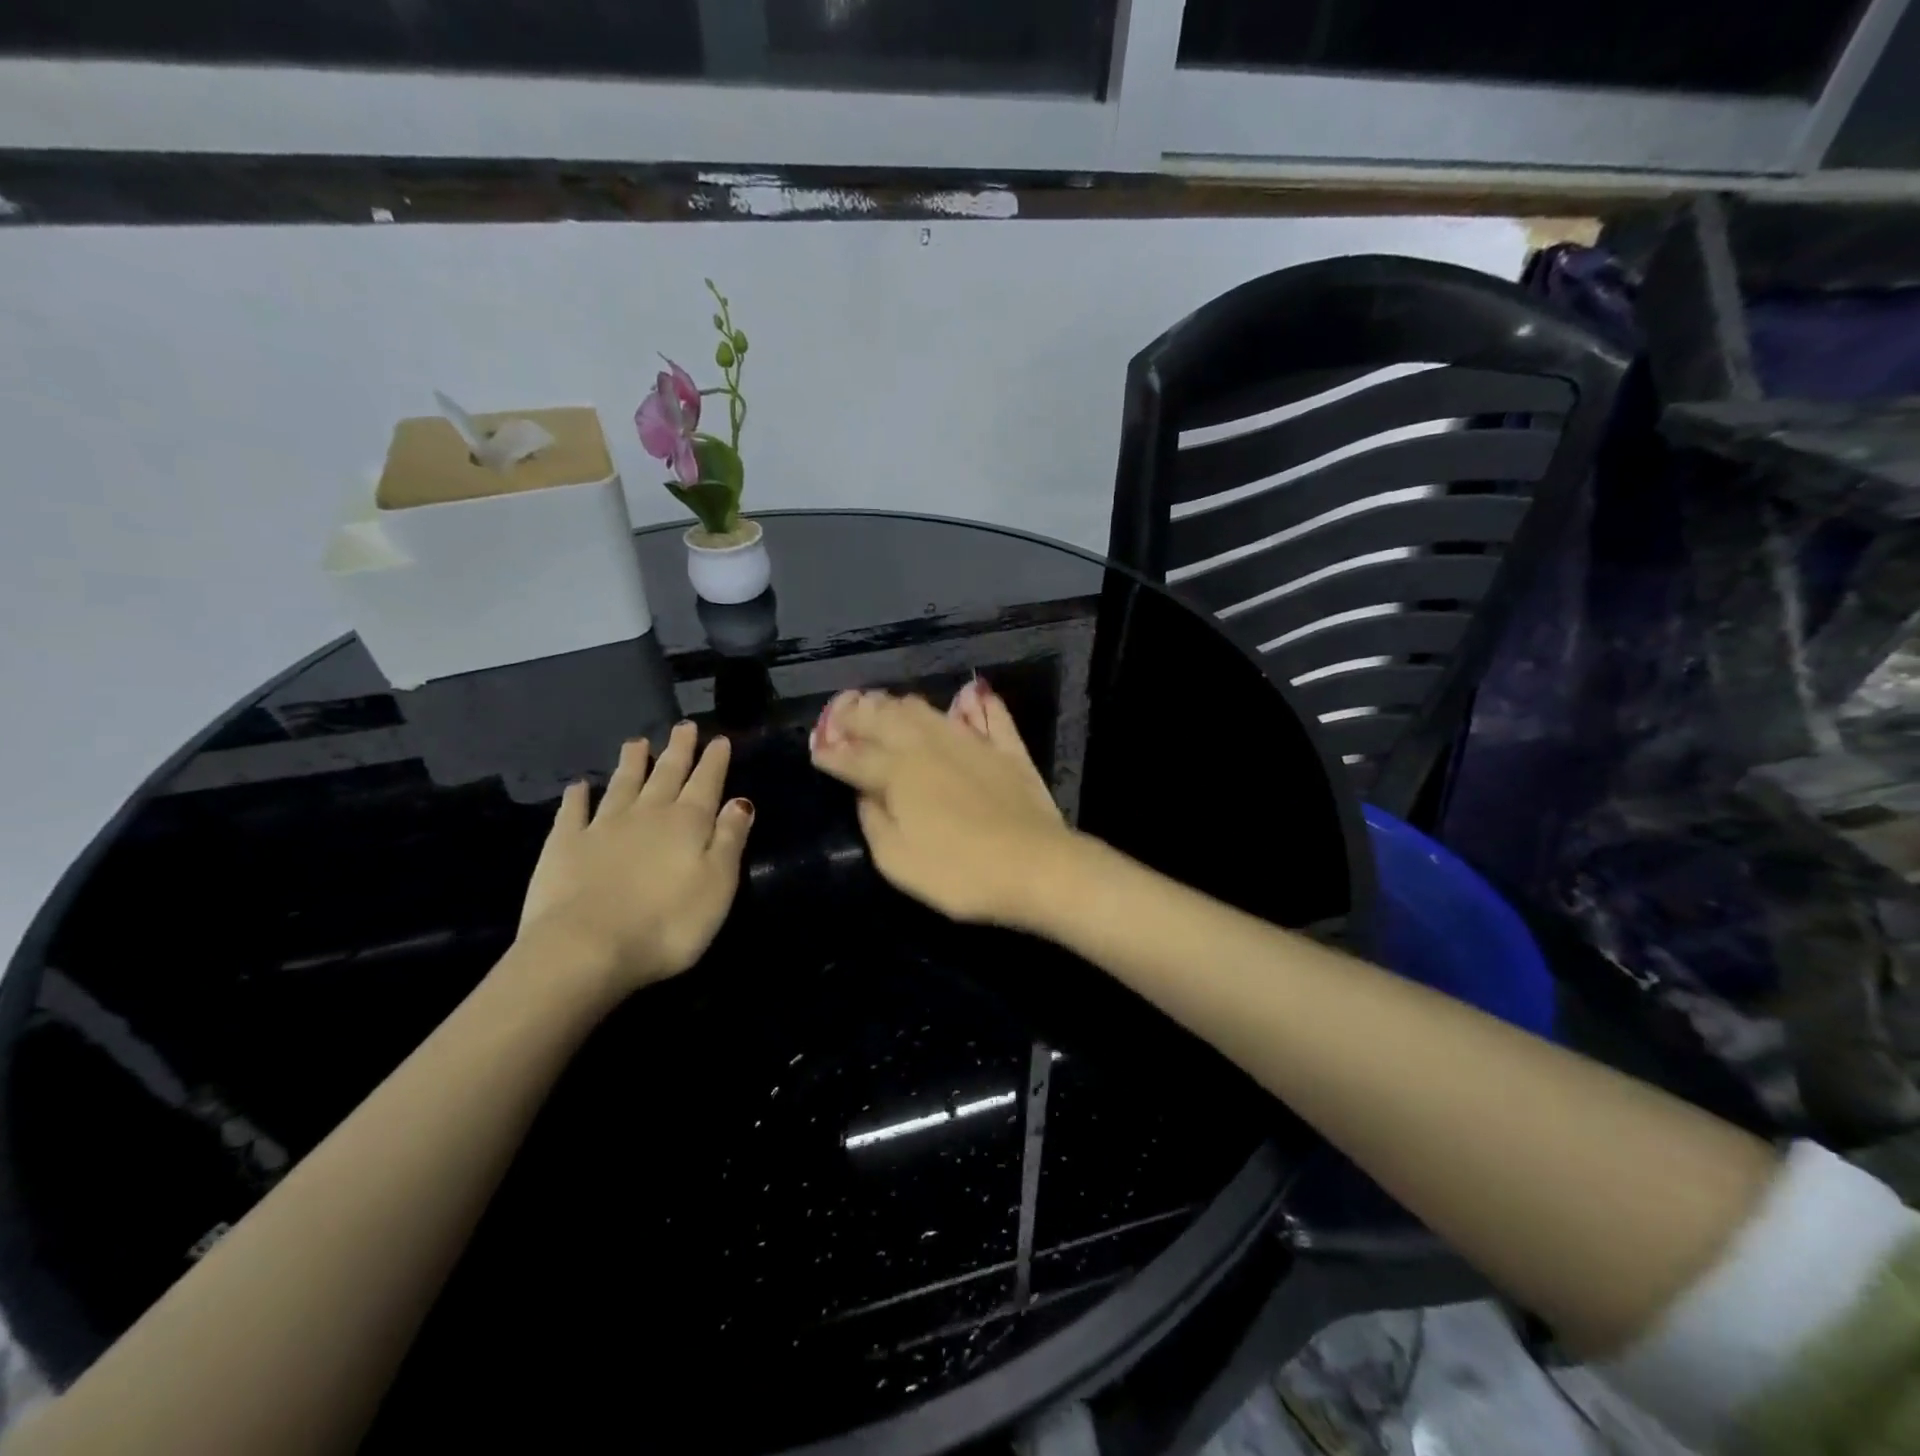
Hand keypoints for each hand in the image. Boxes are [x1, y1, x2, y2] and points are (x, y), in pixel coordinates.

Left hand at [518, 721, 754, 995]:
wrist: (585, 948)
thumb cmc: (667, 923)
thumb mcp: (718, 884)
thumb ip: (730, 840)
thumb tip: (741, 801)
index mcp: (688, 823)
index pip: (706, 783)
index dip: (714, 761)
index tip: (719, 739)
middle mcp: (647, 814)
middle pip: (666, 775)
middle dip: (678, 750)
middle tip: (683, 727)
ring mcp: (602, 827)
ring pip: (622, 785)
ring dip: (632, 763)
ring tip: (637, 742)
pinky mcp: (564, 846)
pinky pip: (573, 812)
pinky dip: (578, 797)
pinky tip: (579, 786)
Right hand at [809, 678, 1074, 926]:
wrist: (1036, 867)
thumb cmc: (959, 873)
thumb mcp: (897, 861)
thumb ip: (874, 820)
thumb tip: (864, 793)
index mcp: (897, 772)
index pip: (854, 755)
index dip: (831, 751)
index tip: (817, 748)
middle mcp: (929, 745)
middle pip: (885, 718)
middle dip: (857, 714)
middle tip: (842, 713)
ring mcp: (971, 742)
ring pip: (927, 710)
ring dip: (899, 705)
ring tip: (884, 704)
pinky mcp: (1006, 749)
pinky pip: (990, 716)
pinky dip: (976, 704)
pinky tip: (970, 696)